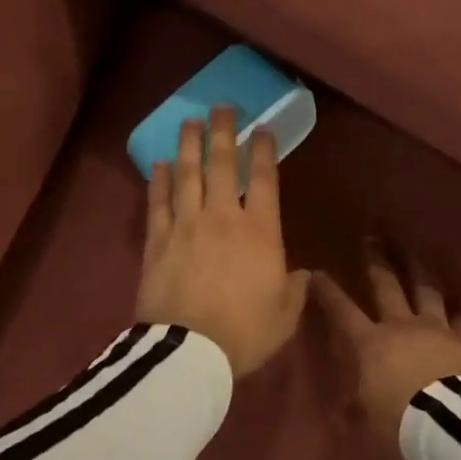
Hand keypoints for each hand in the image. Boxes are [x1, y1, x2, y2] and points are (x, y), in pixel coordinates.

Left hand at [136, 106, 310, 379]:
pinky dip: (158, 181)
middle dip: (223, 132)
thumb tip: (303, 274)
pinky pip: (158, 202)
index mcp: (260, 232)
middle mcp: (222, 217)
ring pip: (187, 174)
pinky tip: (160, 164)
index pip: (264, 180)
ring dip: (189, 145)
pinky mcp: (157, 240)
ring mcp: (186, 225)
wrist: (189, 352)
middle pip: (221, 165)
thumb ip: (295, 291)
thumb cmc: (245, 334)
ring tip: (190, 122)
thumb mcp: (285, 317)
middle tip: (222, 107)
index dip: (262, 151)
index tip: (261, 129)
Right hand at [313, 244, 460, 453]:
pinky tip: (457, 301)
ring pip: (426, 289)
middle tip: (371, 238)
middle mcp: (401, 326)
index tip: (316, 272)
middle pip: (386, 285)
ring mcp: (437, 329)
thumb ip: (355, 410)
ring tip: (415, 250)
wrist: (453, 425)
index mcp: (370, 343)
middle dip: (376, 260)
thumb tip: (344, 412)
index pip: (342, 311)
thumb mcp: (366, 421)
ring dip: (418, 268)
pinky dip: (457, 309)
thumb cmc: (399, 421)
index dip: (328, 291)